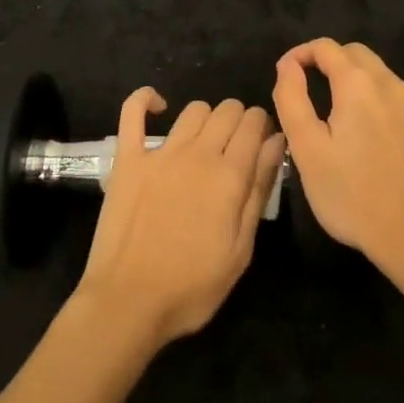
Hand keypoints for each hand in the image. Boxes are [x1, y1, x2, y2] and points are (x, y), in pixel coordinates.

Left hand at [74, 91, 284, 349]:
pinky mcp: (127, 158)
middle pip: (227, 110)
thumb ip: (259, 189)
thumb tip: (276, 142)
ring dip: (206, 118)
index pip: (254, 124)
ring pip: (193, 109)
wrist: (128, 302)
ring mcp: (160, 152)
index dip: (262, 127)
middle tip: (235, 148)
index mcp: (230, 175)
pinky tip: (158, 106)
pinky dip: (145, 99)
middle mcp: (198, 153)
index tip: (262, 145)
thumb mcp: (241, 249)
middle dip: (239, 120)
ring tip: (204, 141)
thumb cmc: (192, 287)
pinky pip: (133, 112)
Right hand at [273, 39, 403, 273]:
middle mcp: (390, 85)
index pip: (325, 47)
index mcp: (359, 84)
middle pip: (355, 54)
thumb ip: (292, 99)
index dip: (300, 54)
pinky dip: (373, 100)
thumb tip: (288, 66)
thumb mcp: (307, 150)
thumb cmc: (354, 195)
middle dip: (327, 61)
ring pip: (378, 74)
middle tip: (305, 88)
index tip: (284, 75)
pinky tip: (365, 135)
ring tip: (331, 112)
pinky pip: (394, 98)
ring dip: (351, 79)